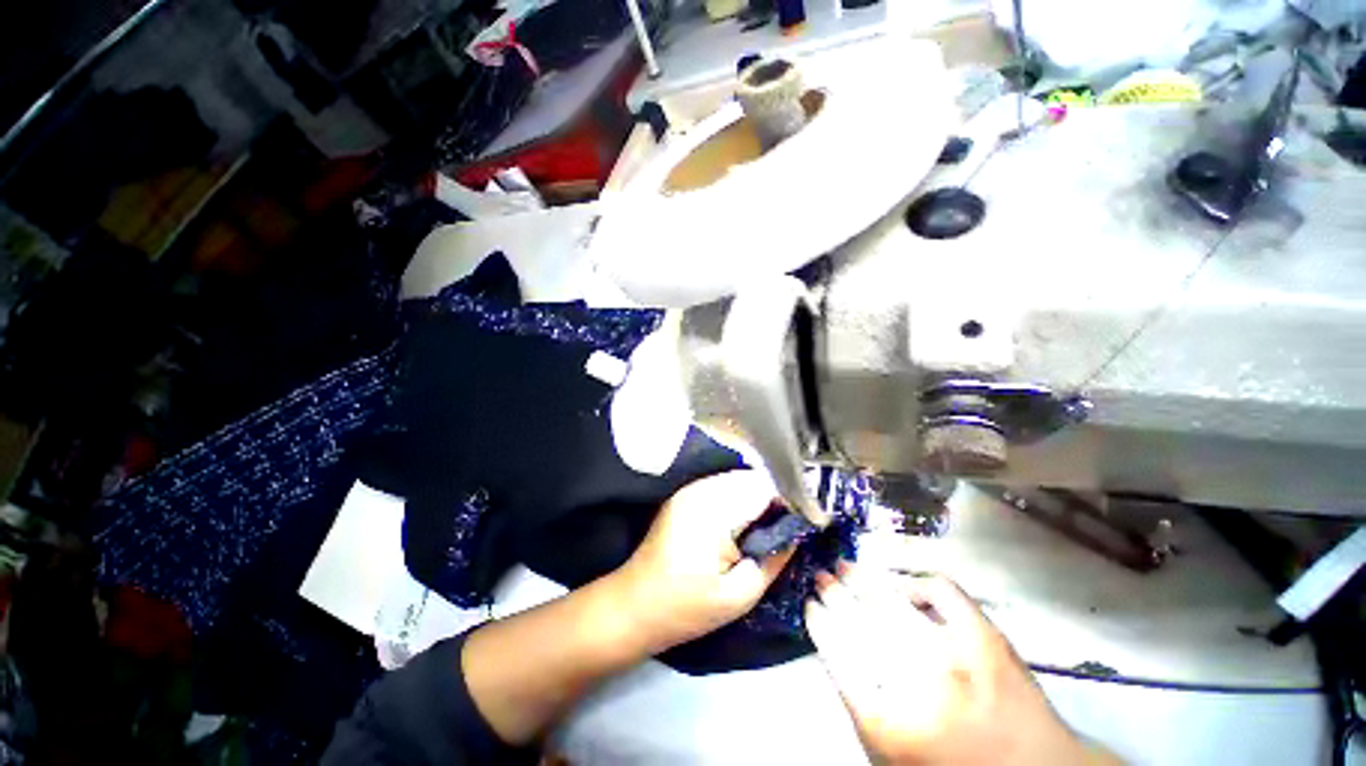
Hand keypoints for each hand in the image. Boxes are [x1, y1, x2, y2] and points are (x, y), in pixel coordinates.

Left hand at [611, 470, 795, 651]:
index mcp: (714, 511)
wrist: (634, 606)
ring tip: (769, 524)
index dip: (789, 500)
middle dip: (774, 497)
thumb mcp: (739, 596)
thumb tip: (798, 531)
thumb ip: (774, 559)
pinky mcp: (685, 495)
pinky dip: (739, 498)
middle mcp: (701, 490)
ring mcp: (690, 489)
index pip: (764, 488)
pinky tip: (744, 521)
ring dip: (757, 496)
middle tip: (788, 525)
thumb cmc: (686, 608)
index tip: (805, 519)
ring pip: (738, 479)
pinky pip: (722, 486)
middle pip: (752, 478)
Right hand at [806, 565, 1111, 765]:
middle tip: (820, 576)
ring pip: (892, 602)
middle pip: (860, 622)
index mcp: (888, 721)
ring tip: (845, 567)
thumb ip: (859, 703)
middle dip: (834, 594)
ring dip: (863, 580)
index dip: (819, 622)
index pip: (837, 654)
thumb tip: (835, 648)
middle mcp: (916, 683)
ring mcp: (954, 655)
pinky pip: (942, 591)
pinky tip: (904, 585)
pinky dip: (918, 582)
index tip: (808, 604)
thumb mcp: (891, 753)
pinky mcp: (986, 636)